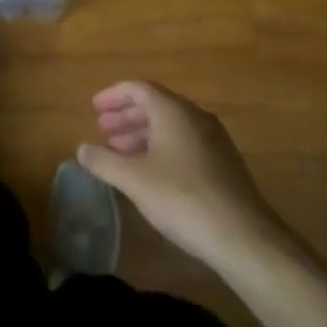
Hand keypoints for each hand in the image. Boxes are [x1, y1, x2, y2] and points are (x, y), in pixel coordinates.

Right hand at [77, 81, 296, 273]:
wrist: (244, 238)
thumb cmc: (182, 198)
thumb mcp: (134, 180)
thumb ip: (104, 161)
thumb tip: (82, 149)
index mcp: (173, 111)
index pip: (138, 88)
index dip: (113, 95)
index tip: (93, 108)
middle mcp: (195, 117)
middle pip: (155, 105)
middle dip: (126, 116)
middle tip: (103, 131)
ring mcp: (214, 141)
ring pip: (171, 126)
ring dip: (142, 134)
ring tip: (120, 153)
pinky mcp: (224, 165)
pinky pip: (185, 143)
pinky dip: (161, 148)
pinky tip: (150, 173)